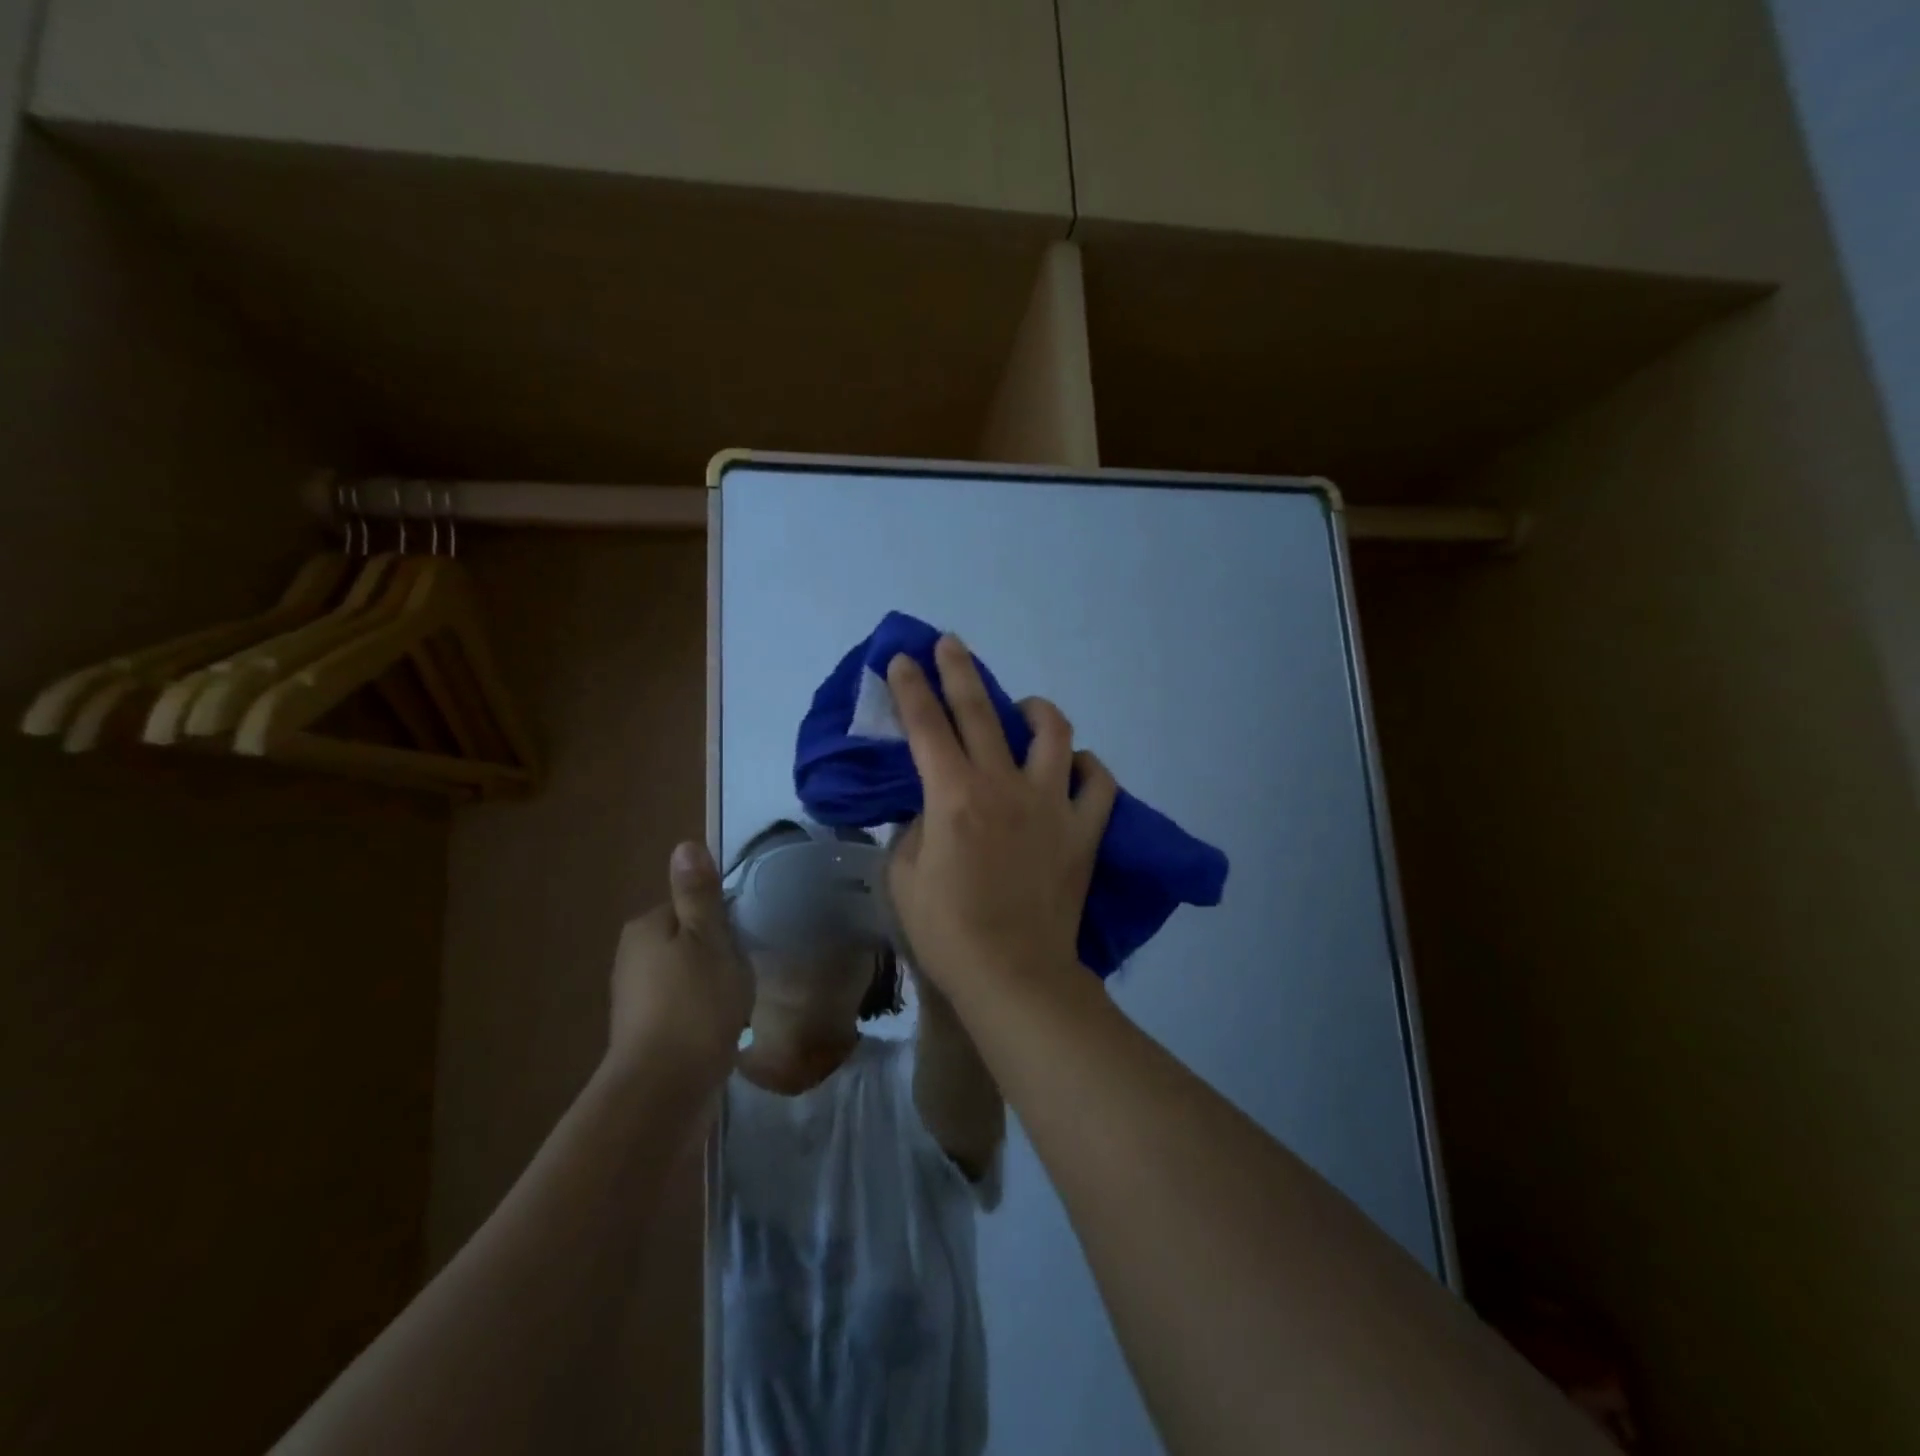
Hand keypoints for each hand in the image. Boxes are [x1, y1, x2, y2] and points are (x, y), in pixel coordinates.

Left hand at [606, 842, 751, 1086]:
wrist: (664, 1089)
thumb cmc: (696, 1003)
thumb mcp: (709, 937)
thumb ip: (698, 893)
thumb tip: (685, 844)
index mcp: (647, 926)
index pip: (691, 905)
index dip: (723, 920)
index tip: (742, 942)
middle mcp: (632, 956)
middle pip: (688, 939)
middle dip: (717, 953)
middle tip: (742, 974)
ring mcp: (634, 998)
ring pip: (686, 974)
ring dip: (711, 984)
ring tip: (734, 1004)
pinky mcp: (643, 1033)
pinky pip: (681, 1006)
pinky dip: (701, 1011)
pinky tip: (719, 1028)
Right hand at [885, 635, 1117, 1005]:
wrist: (1014, 974)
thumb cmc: (948, 931)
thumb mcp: (905, 876)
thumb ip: (915, 828)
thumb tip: (933, 807)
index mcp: (954, 795)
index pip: (926, 725)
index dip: (910, 687)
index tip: (902, 658)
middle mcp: (1004, 785)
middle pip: (981, 711)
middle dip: (959, 670)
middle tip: (950, 643)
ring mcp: (1052, 804)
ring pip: (1054, 732)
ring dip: (1036, 710)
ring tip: (1024, 710)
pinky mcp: (1085, 830)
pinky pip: (1098, 782)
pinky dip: (1086, 768)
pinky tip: (1072, 768)